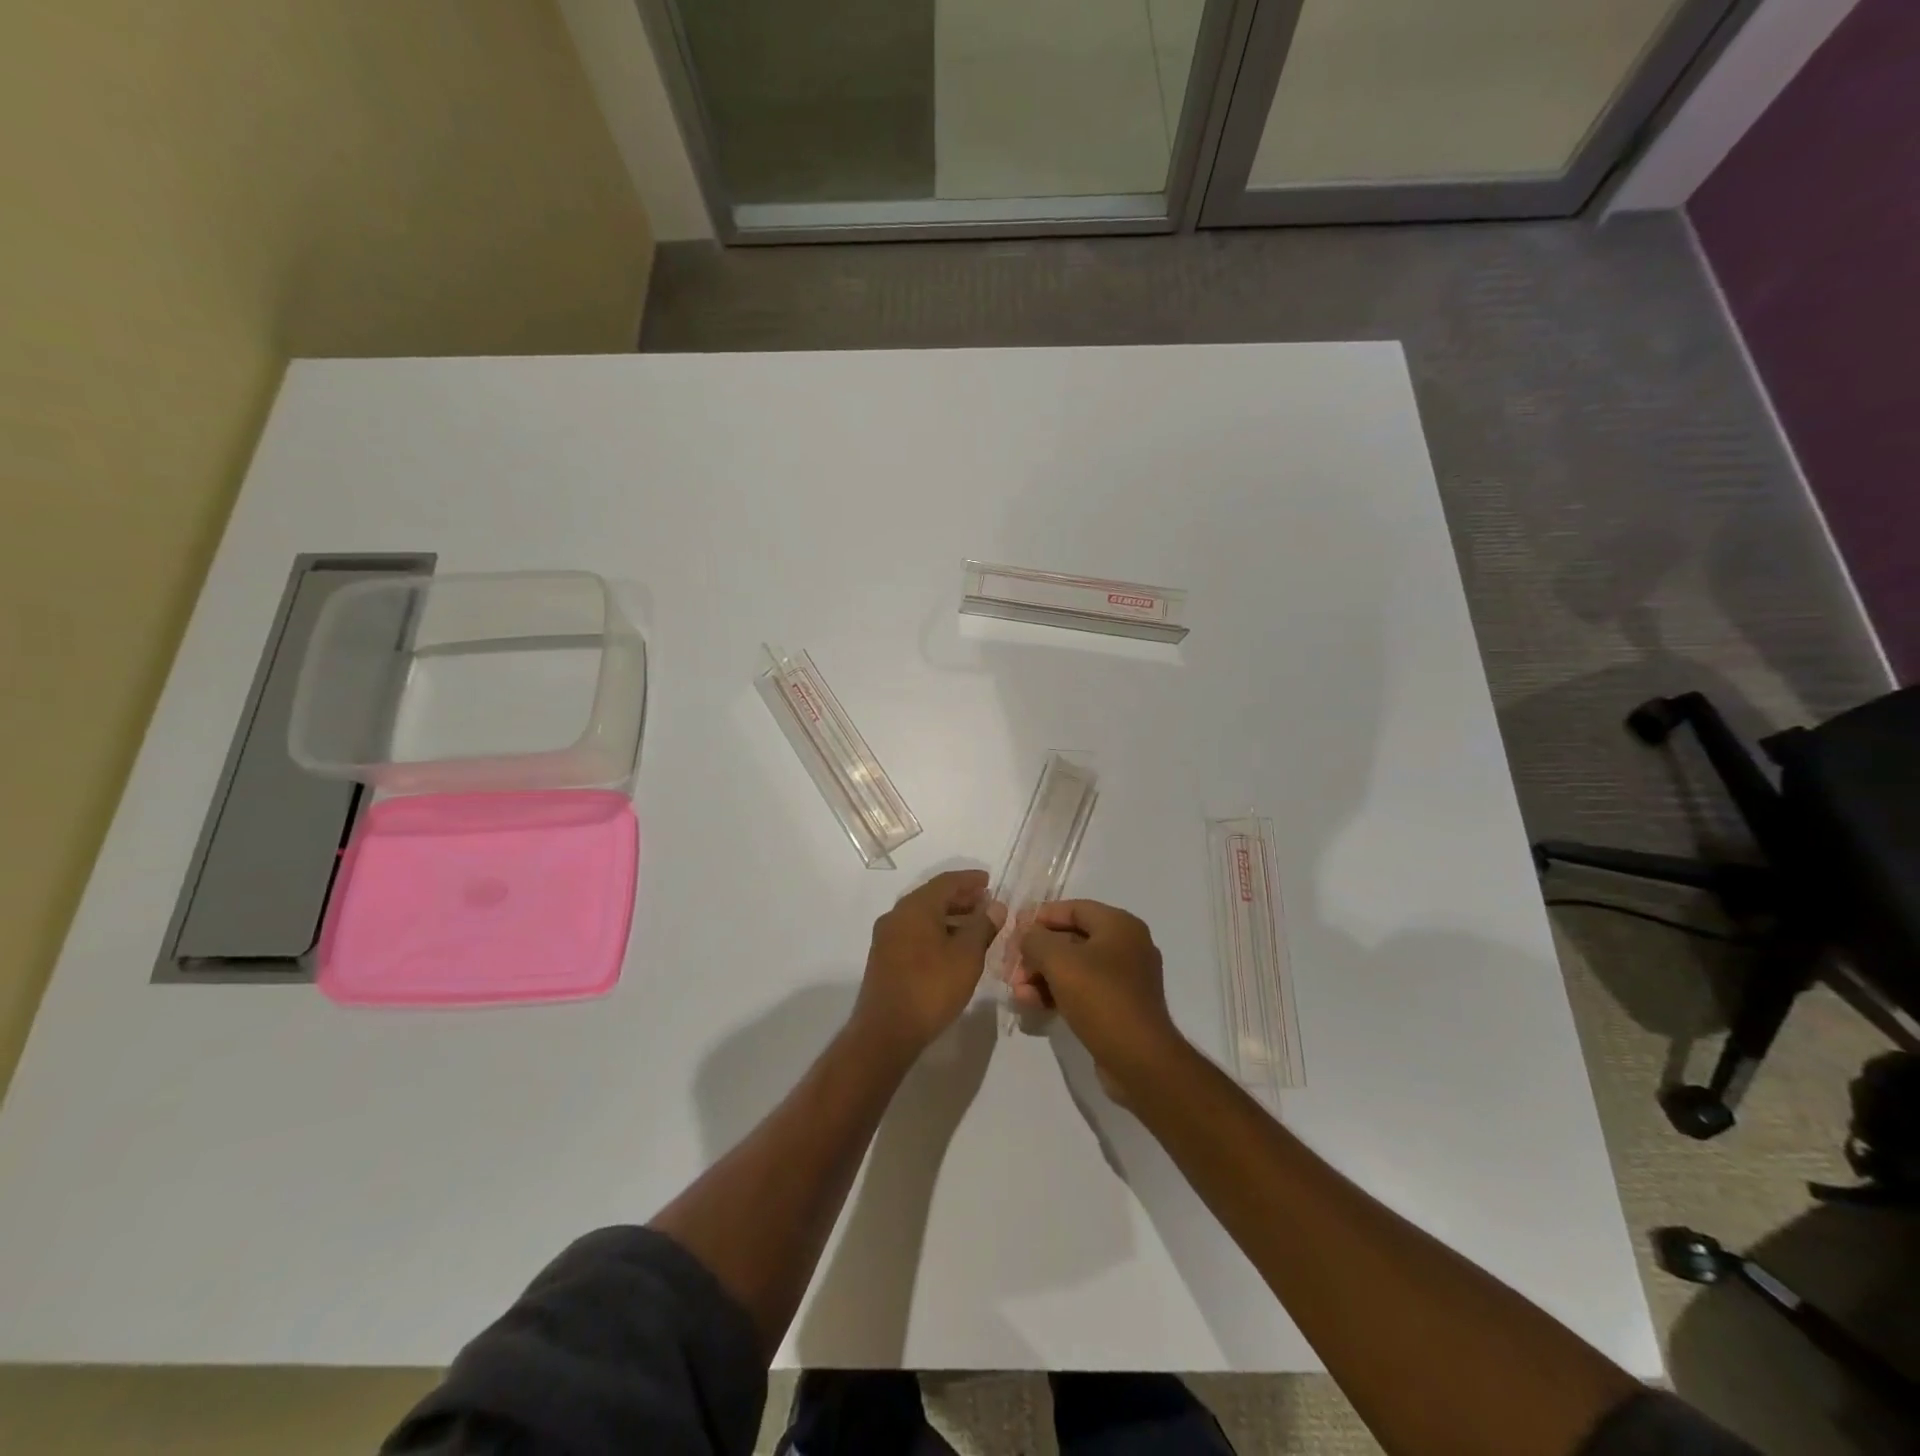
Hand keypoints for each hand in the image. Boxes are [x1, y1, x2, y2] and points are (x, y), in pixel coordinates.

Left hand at [853, 870, 1005, 1056]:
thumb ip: (982, 927)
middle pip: (933, 897)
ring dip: (950, 917)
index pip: (946, 882)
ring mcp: (887, 937)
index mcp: (915, 907)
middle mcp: (897, 915)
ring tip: (975, 927)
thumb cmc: (931, 988)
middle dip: (961, 898)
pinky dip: (936, 932)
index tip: (990, 881)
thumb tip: (995, 906)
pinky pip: (915, 933)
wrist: (886, 1032)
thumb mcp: (967, 956)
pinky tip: (953, 948)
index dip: (970, 880)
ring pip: (923, 917)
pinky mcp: (884, 958)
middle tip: (986, 904)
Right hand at [1016, 900, 1184, 1100]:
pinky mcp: (1119, 1006)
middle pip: (1071, 939)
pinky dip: (1057, 993)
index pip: (1073, 908)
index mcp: (1120, 925)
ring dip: (1042, 976)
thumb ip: (1035, 940)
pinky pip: (1083, 989)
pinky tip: (1033, 1004)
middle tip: (1011, 969)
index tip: (1013, 931)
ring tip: (1018, 993)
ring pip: (1074, 967)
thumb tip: (1025, 934)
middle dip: (1037, 953)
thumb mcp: (1060, 962)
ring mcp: (1125, 978)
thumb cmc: (1101, 999)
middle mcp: (1126, 945)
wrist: (1140, 1061)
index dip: (1040, 917)